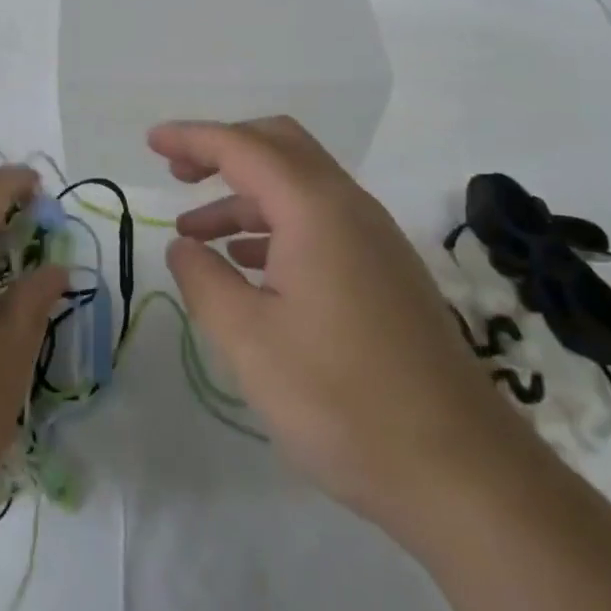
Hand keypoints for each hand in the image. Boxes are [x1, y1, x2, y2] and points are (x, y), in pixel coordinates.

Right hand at [151, 117, 537, 540]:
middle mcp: (350, 208)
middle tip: (176, 173)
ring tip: (196, 234)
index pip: (243, 148)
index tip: (151, 142)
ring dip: (245, 195)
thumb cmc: (341, 400)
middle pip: (280, 147)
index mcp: (315, 209)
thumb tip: (184, 246)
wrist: (460, 472)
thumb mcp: (249, 340)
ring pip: (300, 187)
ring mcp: (375, 240)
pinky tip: (248, 265)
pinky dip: (274, 225)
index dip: (192, 138)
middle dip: (223, 150)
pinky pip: (320, 222)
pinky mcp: (386, 272)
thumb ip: (205, 281)